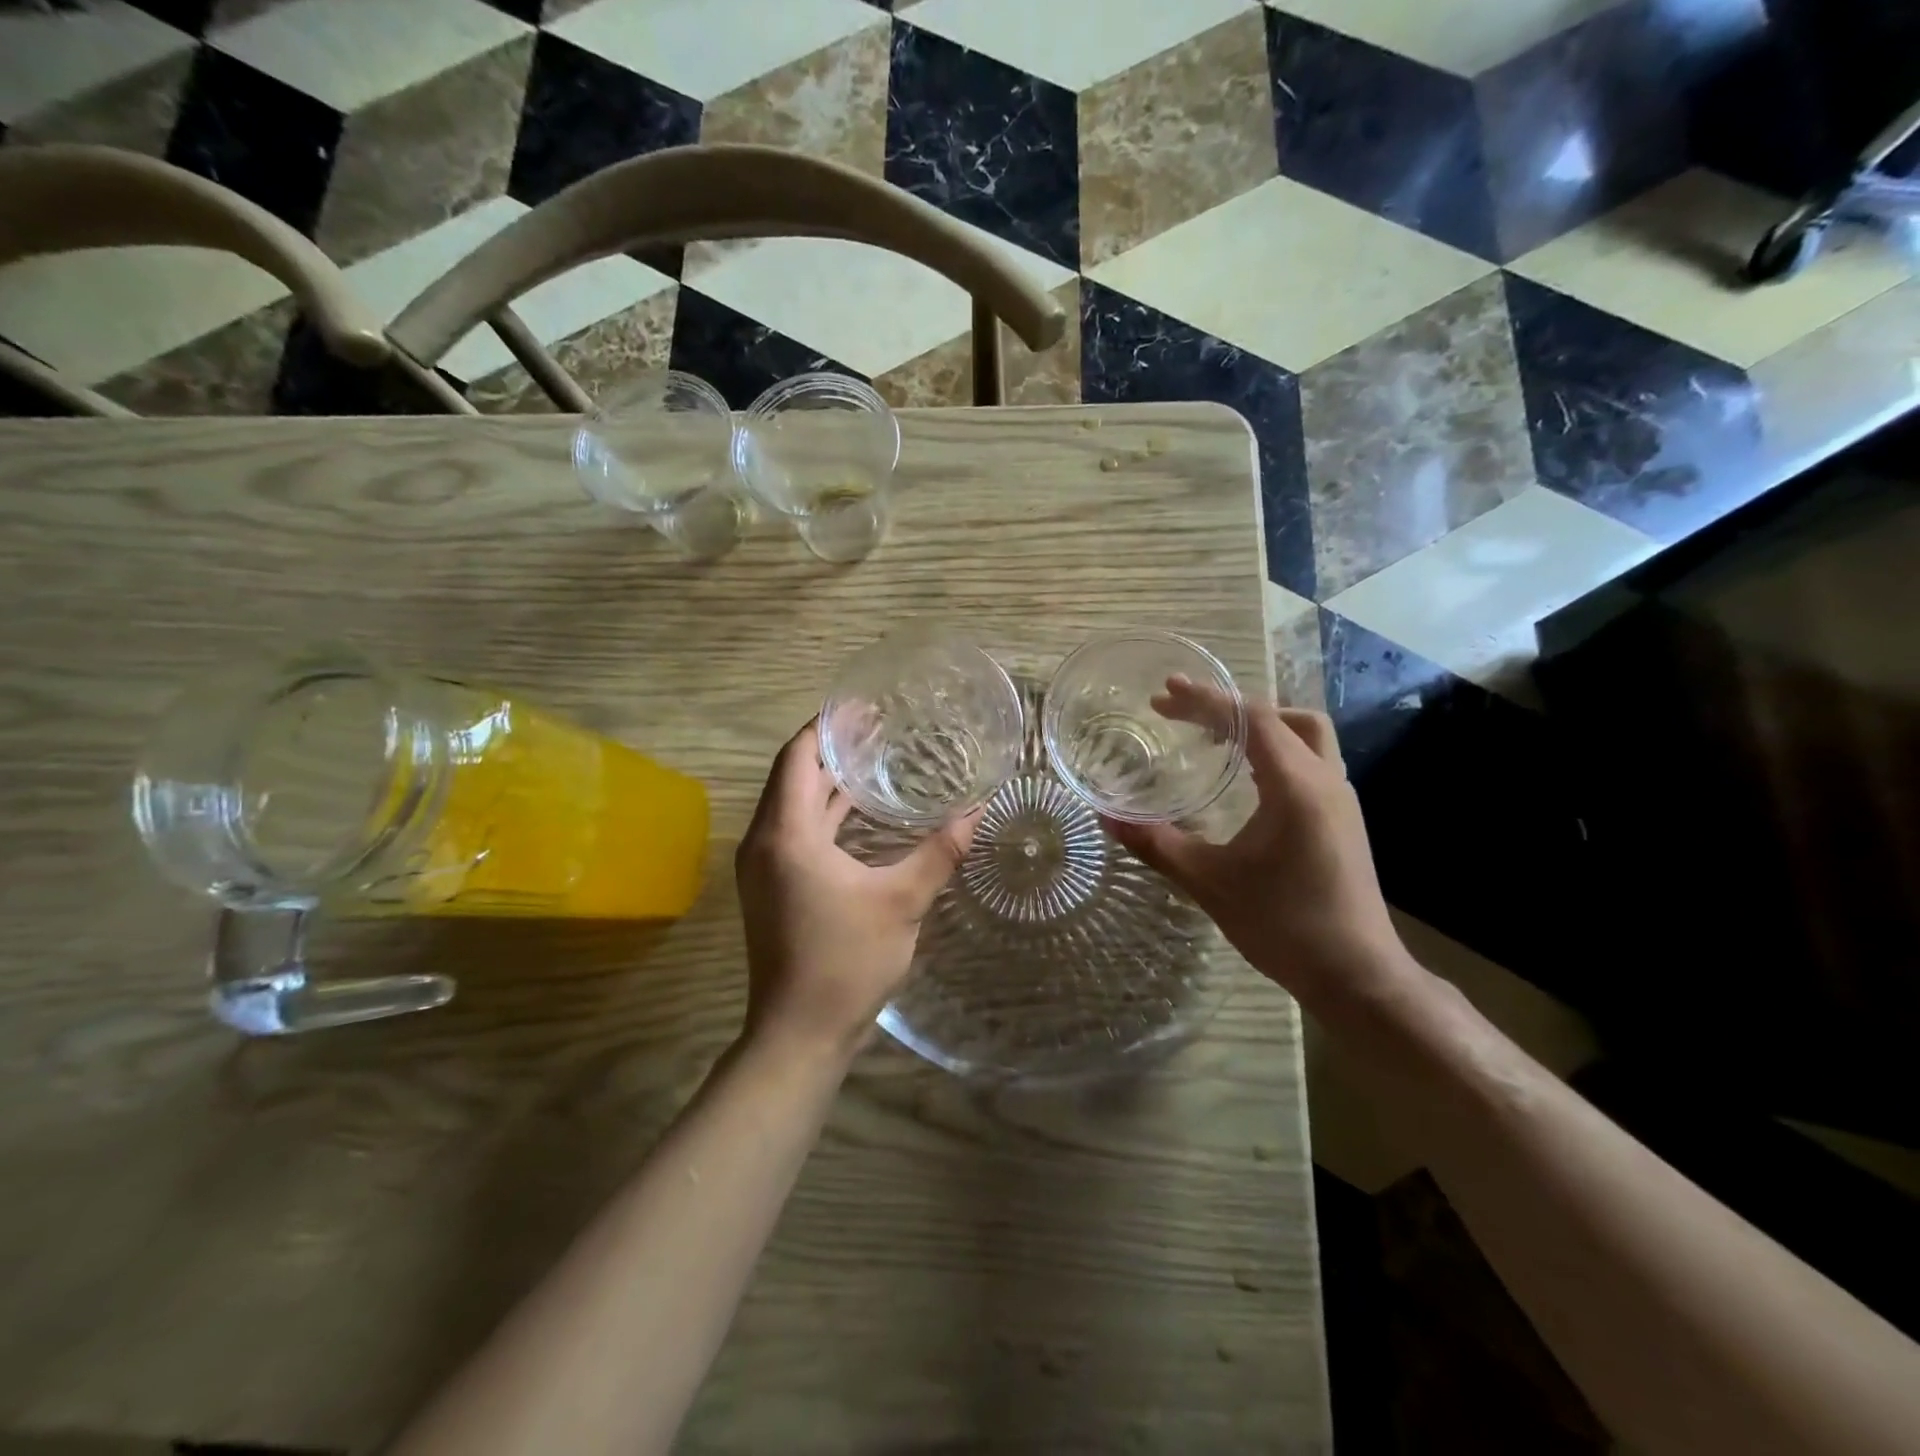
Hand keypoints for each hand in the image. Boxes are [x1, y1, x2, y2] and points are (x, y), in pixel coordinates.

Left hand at [735, 720, 980, 1061]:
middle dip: (832, 748)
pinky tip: (862, 811)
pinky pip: (796, 830)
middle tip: (879, 727)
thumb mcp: (901, 902)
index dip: (827, 726)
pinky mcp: (772, 885)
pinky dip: (825, 812)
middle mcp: (764, 840)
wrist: (799, 1033)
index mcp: (786, 834)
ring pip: (793, 803)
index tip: (864, 707)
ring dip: (828, 780)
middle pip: (793, 774)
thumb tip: (977, 810)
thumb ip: (939, 852)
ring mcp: (763, 865)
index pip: (797, 756)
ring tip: (875, 758)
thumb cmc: (846, 962)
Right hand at [1107, 689, 1406, 1007]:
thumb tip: (1107, 818)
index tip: (1164, 693)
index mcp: (1297, 786)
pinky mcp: (1342, 820)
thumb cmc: (1284, 925)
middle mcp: (1326, 781)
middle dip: (1232, 706)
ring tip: (1212, 735)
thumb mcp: (1210, 882)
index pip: (1252, 719)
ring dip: (1259, 726)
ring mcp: (1340, 800)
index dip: (1206, 699)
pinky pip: (1309, 762)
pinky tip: (1244, 777)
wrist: (1356, 976)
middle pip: (1284, 717)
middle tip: (1185, 713)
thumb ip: (1157, 844)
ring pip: (1305, 737)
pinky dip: (1275, 751)